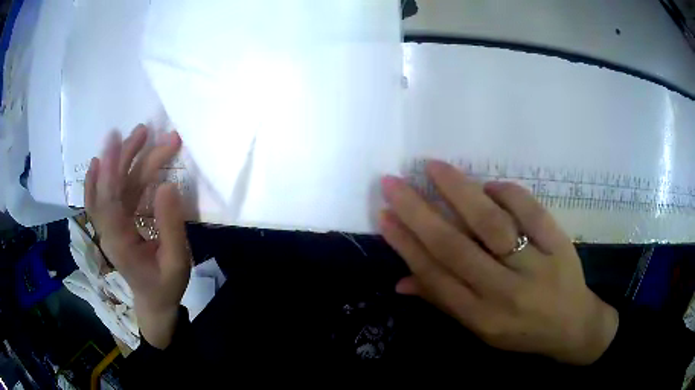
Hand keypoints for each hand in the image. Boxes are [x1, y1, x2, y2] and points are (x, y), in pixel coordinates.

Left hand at [85, 125, 189, 349]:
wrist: (153, 302)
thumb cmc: (165, 285)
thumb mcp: (176, 261)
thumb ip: (171, 226)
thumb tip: (168, 185)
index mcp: (119, 243)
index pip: (108, 202)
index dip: (111, 169)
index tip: (117, 139)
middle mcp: (108, 231)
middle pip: (108, 188)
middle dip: (123, 156)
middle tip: (143, 131)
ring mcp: (110, 227)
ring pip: (110, 188)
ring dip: (123, 160)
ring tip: (142, 135)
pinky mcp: (115, 223)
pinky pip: (105, 195)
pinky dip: (105, 175)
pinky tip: (104, 160)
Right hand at [379, 160, 618, 364]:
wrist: (573, 326)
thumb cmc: (523, 331)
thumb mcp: (482, 330)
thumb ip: (444, 303)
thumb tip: (401, 281)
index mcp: (481, 317)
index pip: (435, 276)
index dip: (406, 244)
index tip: (384, 215)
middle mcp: (505, 293)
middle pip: (456, 248)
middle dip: (419, 212)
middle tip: (394, 183)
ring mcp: (536, 266)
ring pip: (492, 224)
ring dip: (459, 192)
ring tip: (434, 168)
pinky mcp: (560, 245)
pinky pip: (531, 211)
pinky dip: (507, 193)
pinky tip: (489, 185)